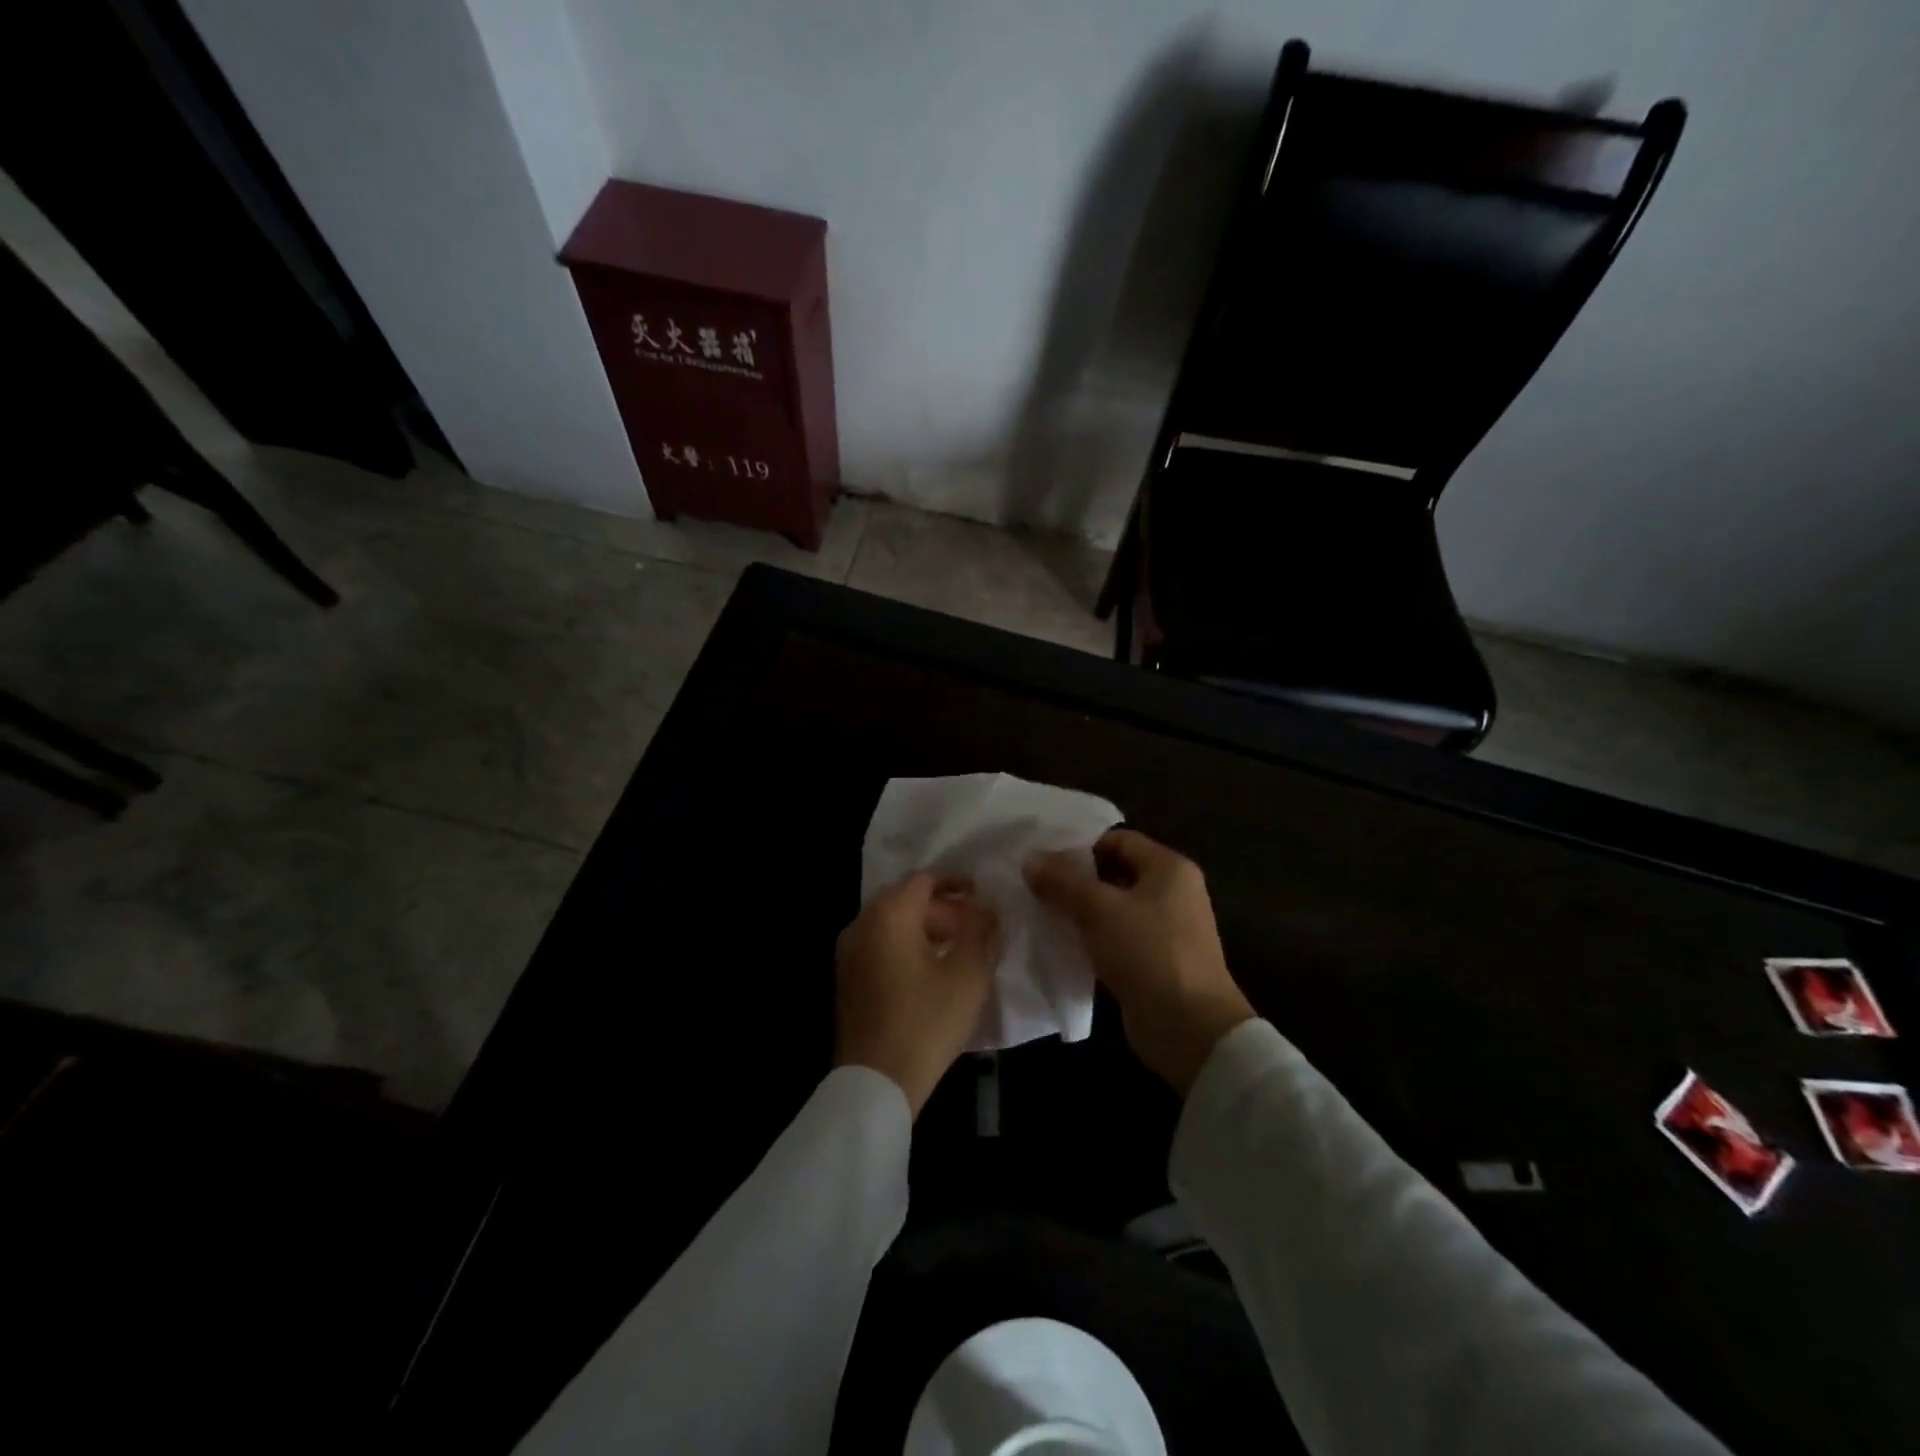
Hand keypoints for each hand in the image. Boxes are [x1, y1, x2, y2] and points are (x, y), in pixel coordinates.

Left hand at [835, 873, 999, 1117]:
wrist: (877, 1080)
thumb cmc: (927, 1021)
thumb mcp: (968, 974)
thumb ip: (980, 931)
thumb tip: (985, 908)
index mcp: (888, 915)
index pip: (924, 880)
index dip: (955, 883)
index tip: (980, 895)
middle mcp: (861, 924)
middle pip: (905, 899)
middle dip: (942, 908)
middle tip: (973, 926)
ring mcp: (848, 951)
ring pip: (891, 923)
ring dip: (925, 927)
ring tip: (957, 948)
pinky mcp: (846, 977)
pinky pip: (879, 944)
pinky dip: (906, 945)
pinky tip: (930, 969)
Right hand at [1026, 829, 1252, 1095]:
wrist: (1190, 1028)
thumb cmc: (1148, 953)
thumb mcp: (1100, 910)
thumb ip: (1062, 881)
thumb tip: (1030, 859)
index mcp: (1169, 868)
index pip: (1118, 840)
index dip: (1080, 846)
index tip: (1042, 859)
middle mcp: (1172, 892)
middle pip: (1114, 873)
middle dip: (1075, 880)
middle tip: (1034, 885)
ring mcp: (1165, 929)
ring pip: (1112, 908)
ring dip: (1079, 911)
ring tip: (1039, 913)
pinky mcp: (1154, 961)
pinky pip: (1116, 938)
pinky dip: (1090, 938)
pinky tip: (1060, 943)